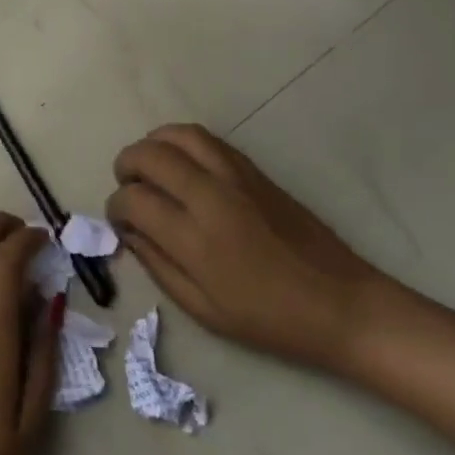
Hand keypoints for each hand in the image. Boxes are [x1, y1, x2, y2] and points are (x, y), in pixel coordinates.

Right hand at [107, 125, 387, 373]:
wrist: (339, 302)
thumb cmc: (269, 319)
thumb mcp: (204, 310)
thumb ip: (159, 266)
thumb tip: (129, 232)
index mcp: (195, 239)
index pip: (134, 200)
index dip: (115, 206)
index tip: (118, 219)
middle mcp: (209, 196)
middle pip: (150, 155)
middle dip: (126, 164)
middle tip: (126, 184)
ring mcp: (233, 175)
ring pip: (178, 135)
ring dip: (152, 144)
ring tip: (148, 165)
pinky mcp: (252, 167)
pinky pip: (205, 138)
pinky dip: (181, 141)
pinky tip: (180, 162)